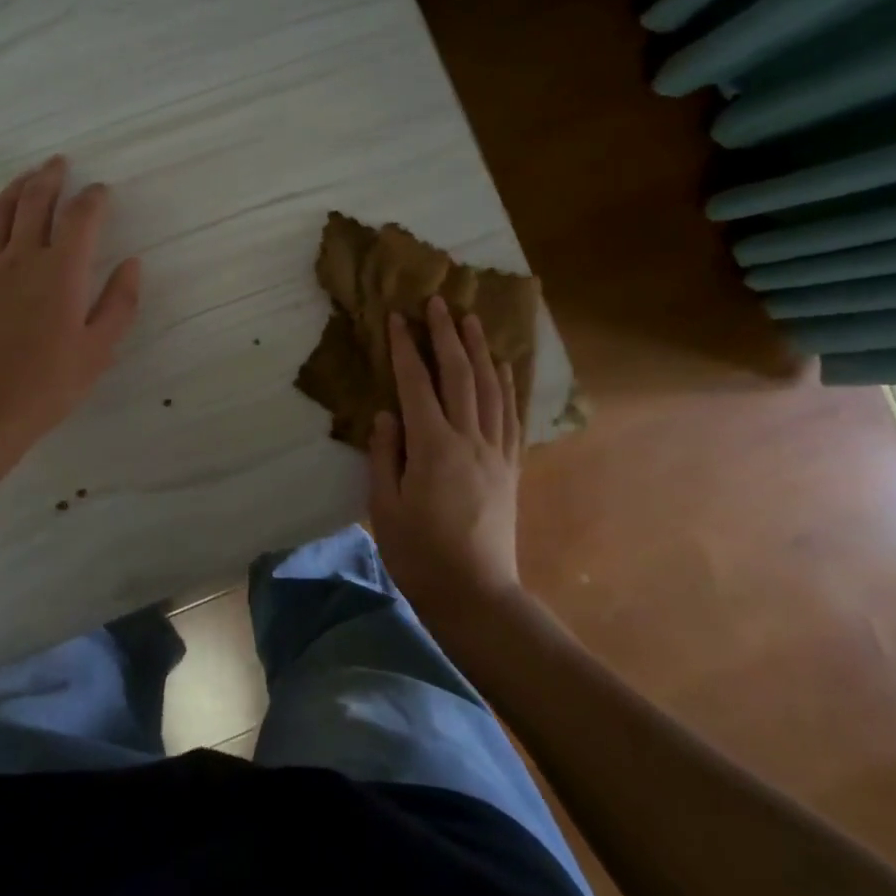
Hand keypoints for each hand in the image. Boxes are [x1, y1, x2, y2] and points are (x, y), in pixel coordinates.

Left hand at [0, 156, 141, 448]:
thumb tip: (132, 264)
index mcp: (61, 270)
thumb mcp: (99, 349)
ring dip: (15, 188)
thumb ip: (119, 302)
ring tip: (27, 177)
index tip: (102, 191)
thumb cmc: (48, 383)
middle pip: (34, 201)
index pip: (80, 217)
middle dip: (50, 177)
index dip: (93, 198)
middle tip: (60, 163)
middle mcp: (21, 257)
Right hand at [368, 295, 523, 616]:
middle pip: (460, 375)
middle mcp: (469, 440)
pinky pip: (511, 415)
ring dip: (480, 350)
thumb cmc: (419, 554)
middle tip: (439, 301)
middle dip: (448, 335)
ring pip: (490, 388)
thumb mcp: (385, 506)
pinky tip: (503, 367)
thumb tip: (387, 413)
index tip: (398, 317)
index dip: (406, 348)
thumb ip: (385, 454)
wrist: (476, 594)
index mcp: (433, 448)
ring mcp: (496, 452)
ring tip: (473, 319)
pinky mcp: (511, 467)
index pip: (416, 385)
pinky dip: (507, 385)